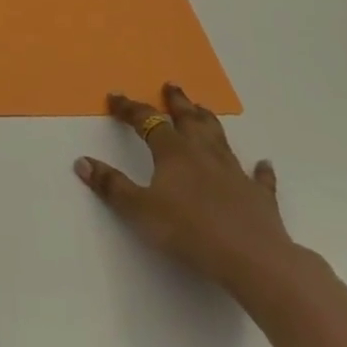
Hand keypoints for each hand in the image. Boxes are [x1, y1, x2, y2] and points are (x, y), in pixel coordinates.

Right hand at [74, 85, 298, 294]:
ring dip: (209, 122)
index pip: (147, 121)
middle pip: (189, 120)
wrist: (254, 260)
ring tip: (204, 108)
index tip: (116, 96)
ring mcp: (235, 173)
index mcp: (173, 153)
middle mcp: (204, 154)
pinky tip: (264, 163)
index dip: (129, 108)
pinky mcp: (259, 197)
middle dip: (177, 102)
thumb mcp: (140, 210)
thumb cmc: (189, 232)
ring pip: (219, 138)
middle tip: (171, 86)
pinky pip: (259, 177)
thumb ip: (111, 186)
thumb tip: (82, 161)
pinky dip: (260, 169)